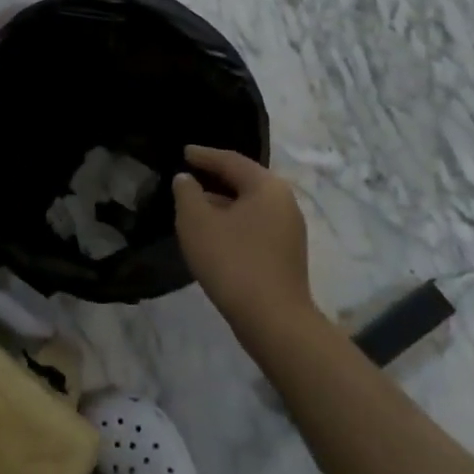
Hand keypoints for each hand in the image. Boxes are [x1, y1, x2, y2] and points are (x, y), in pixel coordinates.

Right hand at [173, 145, 312, 330]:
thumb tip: (186, 179)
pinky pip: (254, 225)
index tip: (184, 152)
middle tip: (189, 174)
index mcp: (266, 187)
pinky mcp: (286, 254)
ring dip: (222, 202)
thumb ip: (187, 193)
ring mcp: (289, 230)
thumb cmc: (232, 261)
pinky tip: (213, 232)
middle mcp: (284, 202)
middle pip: (244, 181)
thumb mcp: (197, 222)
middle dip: (215, 178)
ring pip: (249, 205)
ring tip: (195, 204)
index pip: (231, 161)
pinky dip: (232, 221)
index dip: (204, 155)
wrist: (273, 321)